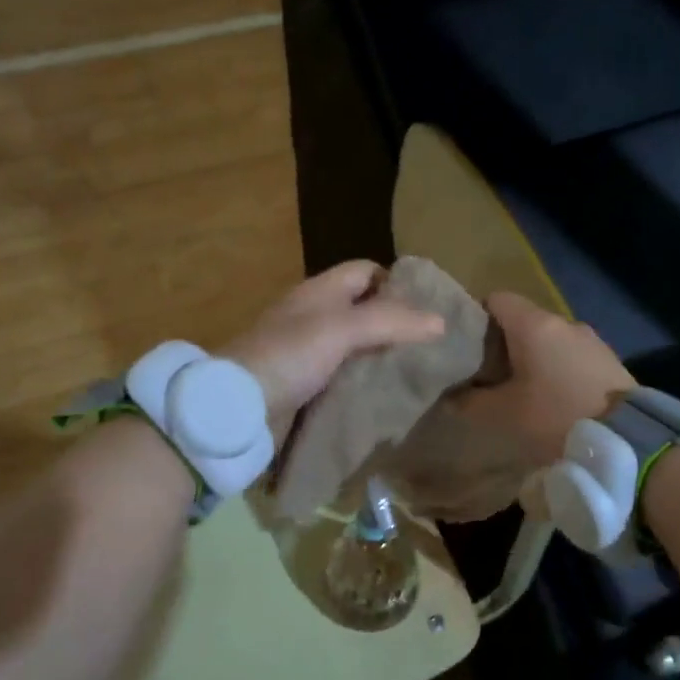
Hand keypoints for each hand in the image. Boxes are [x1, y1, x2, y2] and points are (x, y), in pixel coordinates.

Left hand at [223, 261, 444, 438]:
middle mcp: (314, 317)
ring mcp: (309, 353)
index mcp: (319, 292)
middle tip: (431, 344)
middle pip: (364, 310)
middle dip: (396, 324)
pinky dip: (365, 382)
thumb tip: (441, 321)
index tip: (428, 306)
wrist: (238, 407)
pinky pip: (345, 377)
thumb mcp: (342, 329)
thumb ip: (391, 321)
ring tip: (418, 371)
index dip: (395, 282)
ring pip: (357, 347)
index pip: (365, 271)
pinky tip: (387, 395)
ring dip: (382, 357)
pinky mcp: (306, 386)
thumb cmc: (289, 355)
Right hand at [456, 292, 632, 468]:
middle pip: (524, 321)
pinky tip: (554, 399)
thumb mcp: (501, 415)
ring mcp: (591, 340)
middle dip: (503, 344)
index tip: (467, 347)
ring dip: (533, 359)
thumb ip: (470, 402)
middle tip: (488, 376)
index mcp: (534, 325)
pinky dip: (557, 369)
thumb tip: (450, 396)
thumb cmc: (554, 417)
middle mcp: (564, 323)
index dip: (477, 318)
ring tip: (522, 391)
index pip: (497, 299)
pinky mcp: (609, 361)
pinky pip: (572, 356)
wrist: (626, 440)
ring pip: (550, 340)